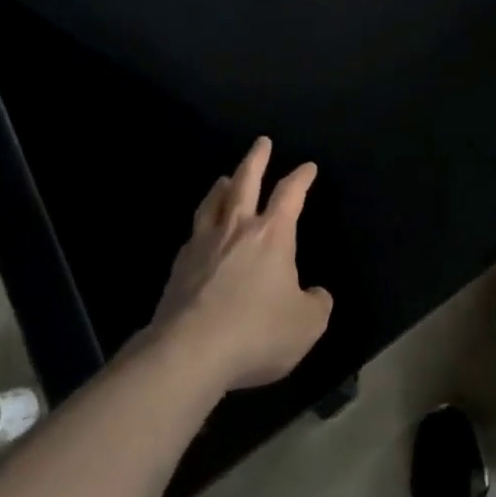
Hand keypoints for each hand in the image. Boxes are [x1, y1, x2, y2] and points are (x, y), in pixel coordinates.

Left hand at [148, 137, 332, 389]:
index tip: (308, 167)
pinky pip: (193, 236)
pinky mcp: (178, 270)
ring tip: (225, 179)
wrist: (187, 354)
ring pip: (213, 204)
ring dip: (222, 187)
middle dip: (256, 160)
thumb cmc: (255, 331)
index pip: (290, 193)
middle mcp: (237, 229)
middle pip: (246, 182)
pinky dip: (201, 227)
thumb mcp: (306, 324)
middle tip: (261, 142)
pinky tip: (199, 234)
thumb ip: (317, 304)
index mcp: (272, 234)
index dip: (301, 177)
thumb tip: (316, 294)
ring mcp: (203, 246)